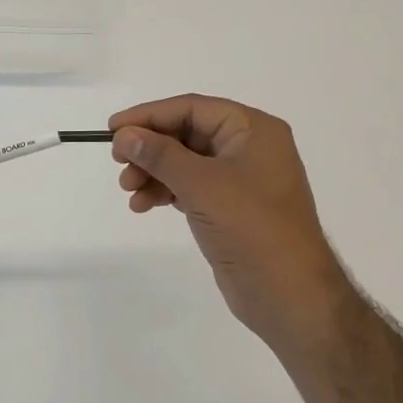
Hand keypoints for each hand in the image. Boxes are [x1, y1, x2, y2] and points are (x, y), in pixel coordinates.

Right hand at [110, 94, 348, 347]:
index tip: (112, 129)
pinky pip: (190, 186)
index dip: (149, 115)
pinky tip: (143, 205)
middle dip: (149, 148)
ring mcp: (240, 179)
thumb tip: (124, 134)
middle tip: (118, 162)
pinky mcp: (230, 207)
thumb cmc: (251, 227)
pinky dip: (165, 191)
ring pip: (184, 162)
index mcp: (252, 129)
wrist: (289, 295)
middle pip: (186, 133)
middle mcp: (248, 147)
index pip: (192, 108)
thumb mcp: (201, 184)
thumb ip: (159, 154)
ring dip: (153, 172)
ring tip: (128, 191)